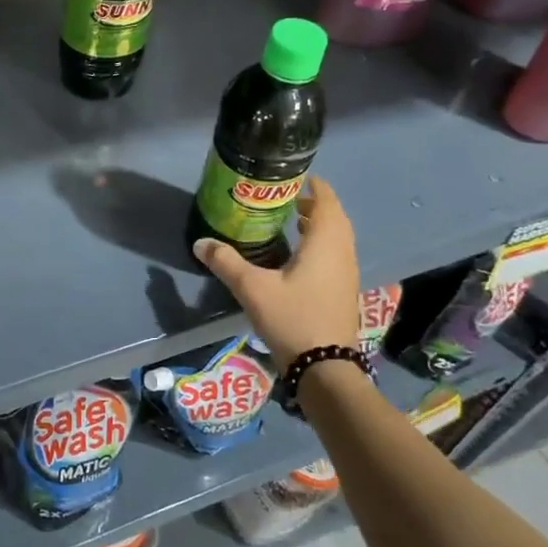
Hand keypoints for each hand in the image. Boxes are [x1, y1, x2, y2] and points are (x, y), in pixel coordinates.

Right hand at [192, 176, 357, 372]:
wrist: (326, 369)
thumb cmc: (293, 319)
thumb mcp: (253, 289)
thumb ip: (226, 262)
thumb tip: (201, 243)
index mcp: (325, 243)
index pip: (327, 201)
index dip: (315, 186)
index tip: (295, 176)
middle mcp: (342, 253)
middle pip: (334, 218)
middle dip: (313, 204)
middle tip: (286, 198)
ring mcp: (346, 275)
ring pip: (336, 238)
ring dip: (318, 225)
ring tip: (290, 221)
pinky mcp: (342, 292)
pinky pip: (334, 255)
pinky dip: (319, 245)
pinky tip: (296, 256)